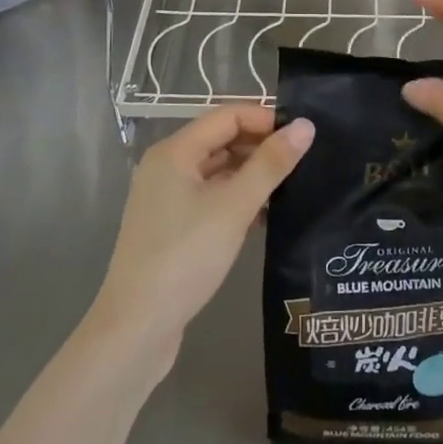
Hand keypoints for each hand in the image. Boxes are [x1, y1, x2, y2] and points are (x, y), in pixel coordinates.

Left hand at [91, 106, 314, 363]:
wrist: (137, 328)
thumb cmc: (185, 257)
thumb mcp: (234, 207)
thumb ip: (271, 164)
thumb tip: (305, 125)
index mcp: (175, 152)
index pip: (228, 115)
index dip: (266, 119)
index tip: (303, 135)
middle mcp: (167, 166)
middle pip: (222, 140)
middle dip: (262, 146)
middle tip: (305, 161)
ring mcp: (167, 197)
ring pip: (218, 170)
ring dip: (252, 174)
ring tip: (293, 186)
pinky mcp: (173, 226)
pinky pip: (212, 197)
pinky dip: (238, 198)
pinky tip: (267, 215)